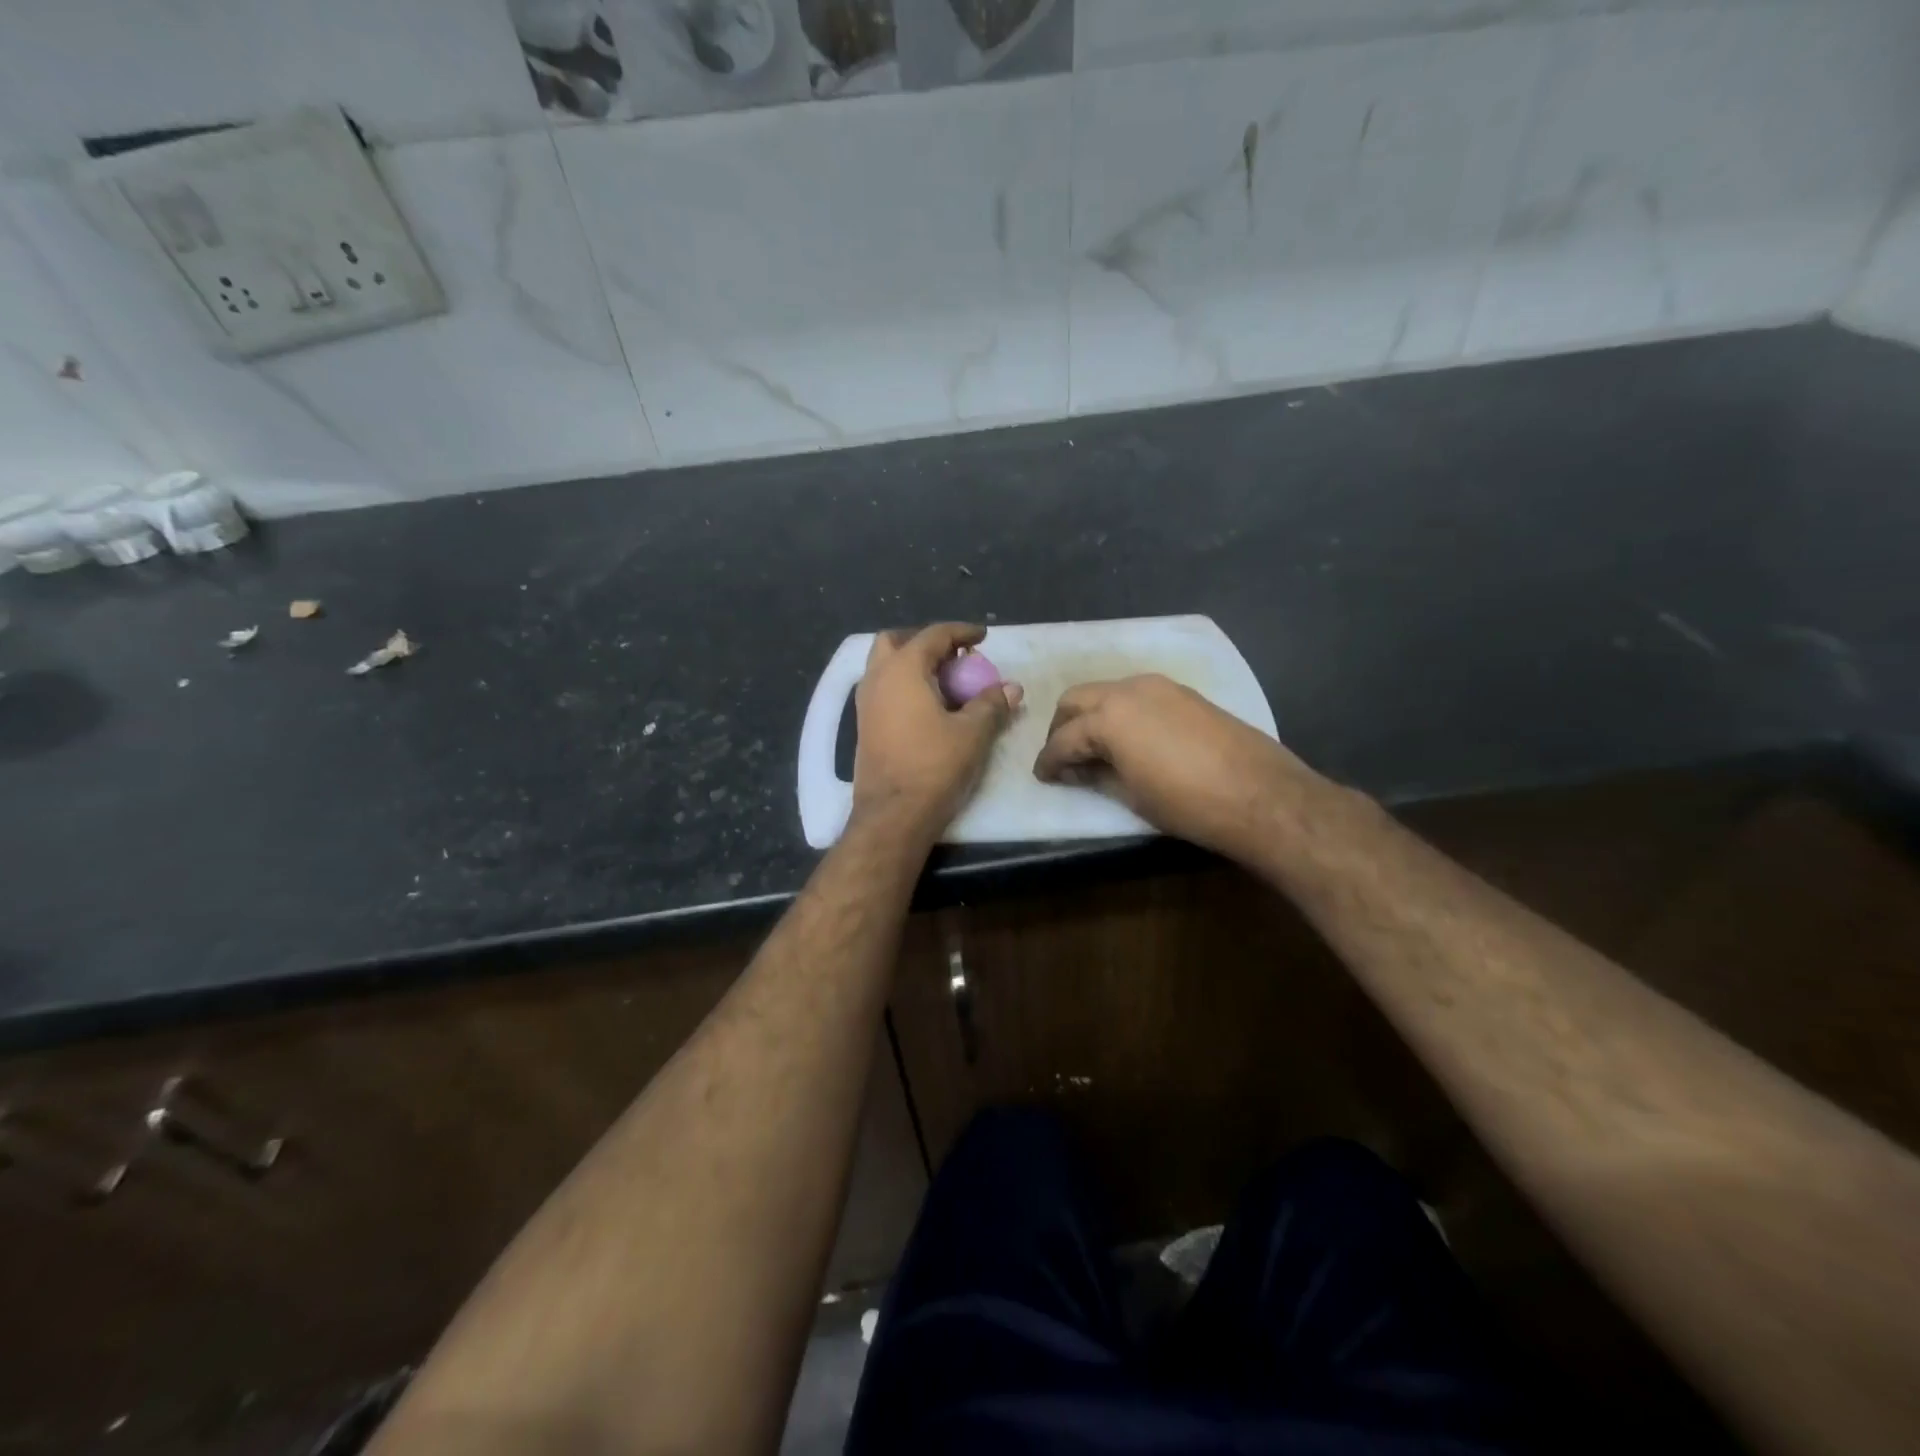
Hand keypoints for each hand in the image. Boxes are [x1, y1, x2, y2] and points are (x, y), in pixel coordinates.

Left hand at [851, 623, 1022, 841]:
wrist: (893, 814)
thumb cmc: (933, 766)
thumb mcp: (972, 733)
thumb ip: (992, 704)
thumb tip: (1012, 688)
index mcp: (902, 670)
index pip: (933, 635)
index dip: (961, 632)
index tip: (983, 637)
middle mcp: (877, 678)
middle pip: (896, 642)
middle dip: (926, 642)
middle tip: (955, 657)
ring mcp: (865, 703)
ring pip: (885, 666)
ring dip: (913, 664)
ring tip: (945, 682)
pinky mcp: (864, 725)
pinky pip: (883, 689)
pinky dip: (904, 685)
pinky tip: (929, 707)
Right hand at [1032, 674, 1312, 860]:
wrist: (1260, 795)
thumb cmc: (1187, 803)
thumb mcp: (1132, 796)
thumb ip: (1097, 776)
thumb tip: (1078, 770)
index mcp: (1108, 717)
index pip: (1063, 738)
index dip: (1048, 760)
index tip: (1042, 776)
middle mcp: (1128, 690)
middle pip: (1077, 700)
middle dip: (1062, 727)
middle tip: (1062, 757)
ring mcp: (1160, 686)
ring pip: (1107, 692)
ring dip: (1092, 715)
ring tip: (1093, 748)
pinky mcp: (1184, 693)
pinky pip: (1137, 695)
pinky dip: (1121, 712)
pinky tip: (1128, 739)